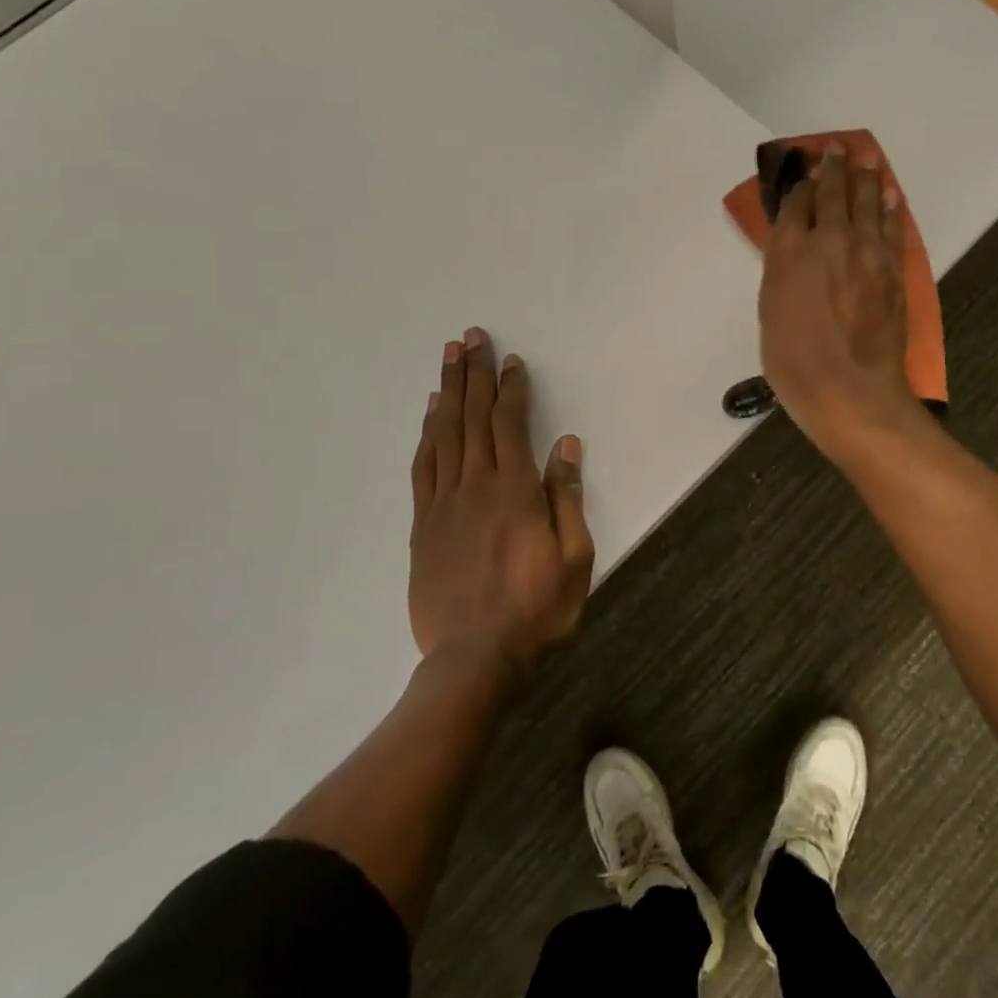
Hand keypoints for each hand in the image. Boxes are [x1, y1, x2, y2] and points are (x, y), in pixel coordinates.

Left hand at [409, 327, 594, 673]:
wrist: (474, 659)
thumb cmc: (536, 609)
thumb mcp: (574, 557)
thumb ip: (567, 497)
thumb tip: (566, 445)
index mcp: (515, 491)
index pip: (511, 424)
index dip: (512, 389)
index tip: (512, 362)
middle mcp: (476, 486)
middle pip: (473, 418)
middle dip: (475, 374)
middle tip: (471, 338)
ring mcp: (444, 504)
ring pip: (444, 434)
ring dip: (447, 392)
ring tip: (448, 359)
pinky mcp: (423, 524)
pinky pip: (423, 467)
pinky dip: (426, 435)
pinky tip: (430, 414)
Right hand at [759, 145, 925, 462]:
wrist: (850, 391)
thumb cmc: (795, 362)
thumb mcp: (771, 314)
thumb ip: (782, 273)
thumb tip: (793, 249)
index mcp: (791, 251)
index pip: (797, 204)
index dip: (800, 183)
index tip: (804, 169)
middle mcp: (829, 240)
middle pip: (833, 193)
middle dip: (833, 167)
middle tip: (835, 148)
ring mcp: (866, 252)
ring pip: (867, 202)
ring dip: (865, 177)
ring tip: (865, 158)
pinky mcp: (893, 270)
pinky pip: (892, 227)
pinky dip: (891, 207)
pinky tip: (890, 194)